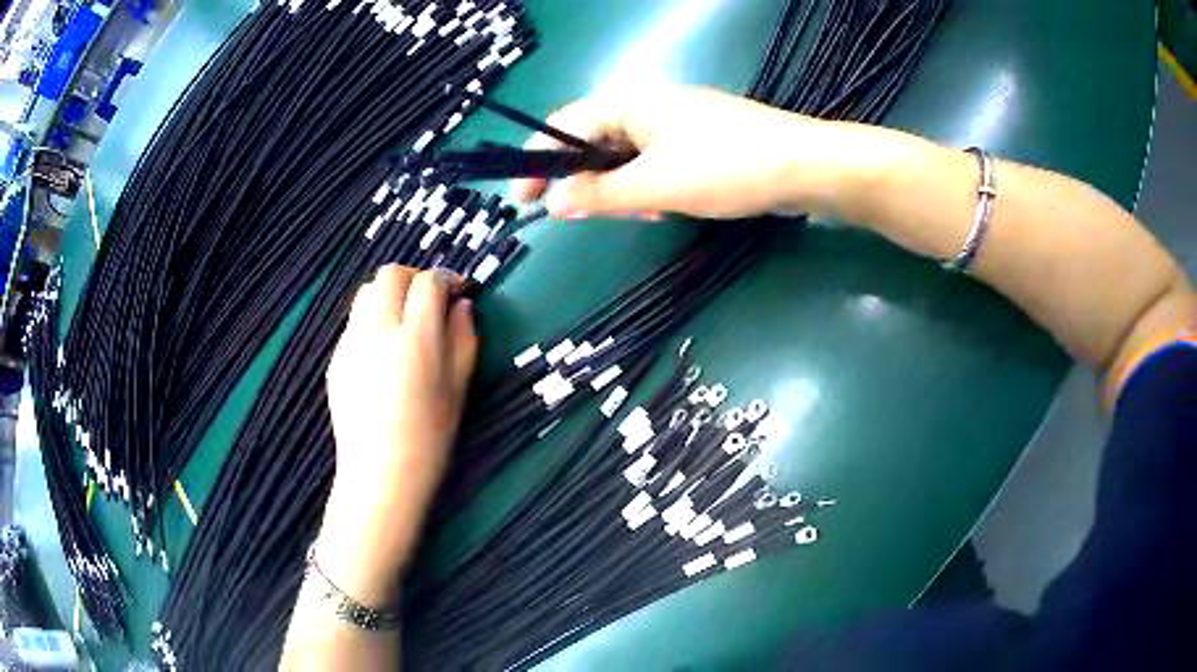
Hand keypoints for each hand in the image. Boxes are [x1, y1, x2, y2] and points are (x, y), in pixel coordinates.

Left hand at [317, 266, 476, 603]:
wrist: (381, 473)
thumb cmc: (430, 436)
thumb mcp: (459, 388)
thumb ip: (463, 338)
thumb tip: (461, 305)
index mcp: (414, 338)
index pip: (428, 283)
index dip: (447, 280)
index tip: (458, 291)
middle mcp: (377, 330)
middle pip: (390, 275)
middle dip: (413, 278)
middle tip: (428, 299)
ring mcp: (351, 343)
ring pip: (366, 294)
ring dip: (388, 296)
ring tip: (403, 323)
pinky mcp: (336, 358)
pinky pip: (355, 324)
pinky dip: (372, 322)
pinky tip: (383, 354)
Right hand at [510, 85, 880, 220]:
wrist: (808, 168)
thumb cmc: (730, 168)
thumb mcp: (658, 186)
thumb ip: (601, 195)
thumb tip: (554, 201)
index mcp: (631, 104)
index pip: (564, 128)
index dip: (538, 162)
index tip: (522, 199)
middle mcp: (648, 107)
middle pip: (594, 142)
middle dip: (585, 180)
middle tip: (585, 216)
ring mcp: (677, 124)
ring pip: (626, 158)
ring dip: (621, 189)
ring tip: (641, 215)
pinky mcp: (699, 143)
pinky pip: (656, 165)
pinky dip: (650, 189)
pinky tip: (664, 209)